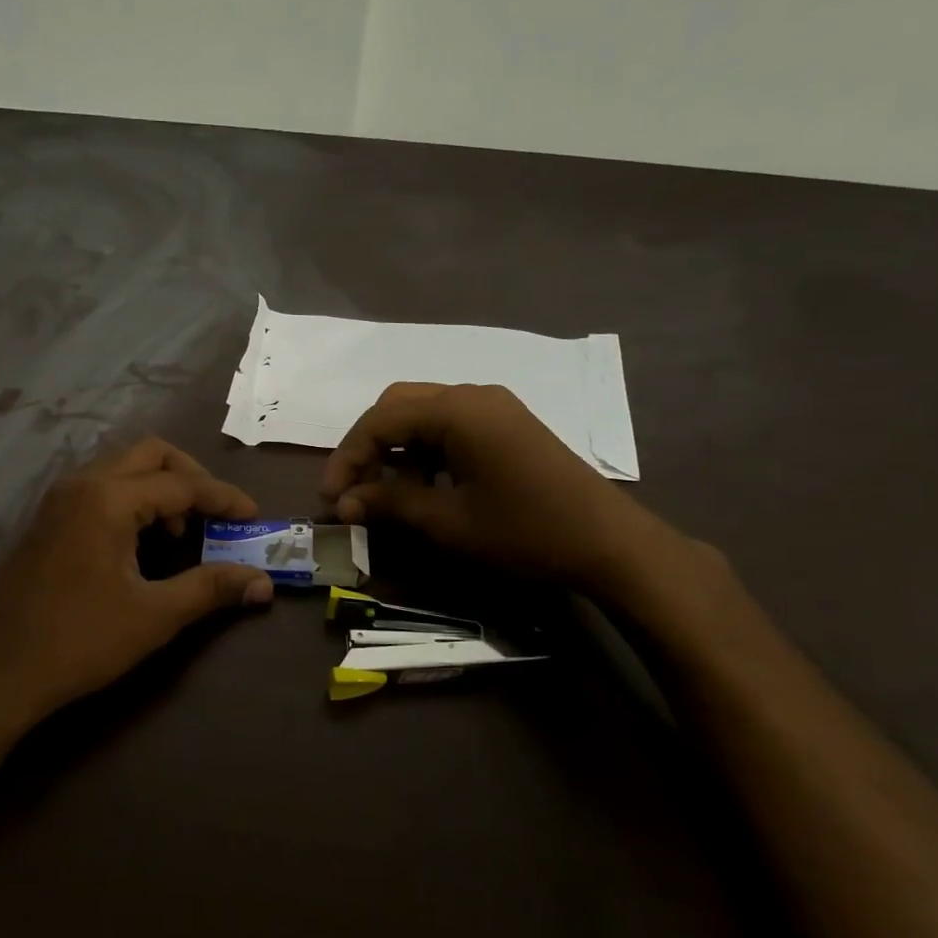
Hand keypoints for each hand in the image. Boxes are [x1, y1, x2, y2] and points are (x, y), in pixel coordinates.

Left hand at [0, 438, 273, 732]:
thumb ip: (211, 588)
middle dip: (191, 477)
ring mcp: (59, 500)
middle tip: (217, 513)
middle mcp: (82, 484)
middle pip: (151, 454)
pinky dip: (133, 500)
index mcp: (108, 499)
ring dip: (160, 488)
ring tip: (182, 532)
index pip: (182, 483)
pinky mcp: (48, 520)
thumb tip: (263, 583)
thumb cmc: (80, 642)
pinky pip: (101, 488)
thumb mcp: (155, 616)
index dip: (224, 498)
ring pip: (123, 468)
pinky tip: (143, 542)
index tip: (254, 517)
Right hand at [320, 383, 672, 592]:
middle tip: (353, 490)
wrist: (608, 542)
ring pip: (423, 414)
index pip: (380, 421)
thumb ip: (390, 504)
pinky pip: (450, 425)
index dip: (346, 459)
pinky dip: (425, 450)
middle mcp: (472, 395)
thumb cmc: (524, 531)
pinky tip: (425, 485)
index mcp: (457, 410)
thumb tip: (345, 503)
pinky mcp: (507, 425)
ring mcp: (494, 407)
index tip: (329, 499)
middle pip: (398, 406)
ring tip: (385, 494)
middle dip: (368, 447)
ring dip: (395, 449)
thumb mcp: (448, 522)